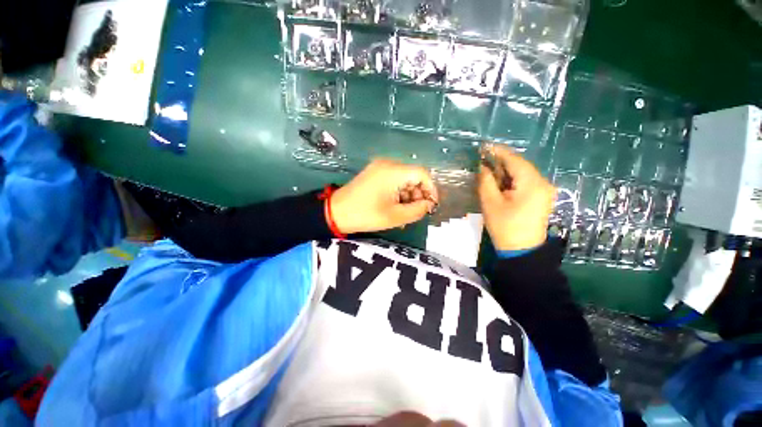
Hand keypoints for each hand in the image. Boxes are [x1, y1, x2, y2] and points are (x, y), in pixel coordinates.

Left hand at [331, 159, 437, 233]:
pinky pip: (393, 181)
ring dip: (408, 196)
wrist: (335, 212)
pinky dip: (398, 193)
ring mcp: (379, 168)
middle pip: (413, 176)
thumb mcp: (395, 216)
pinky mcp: (374, 174)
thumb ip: (417, 210)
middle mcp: (388, 164)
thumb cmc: (365, 214)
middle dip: (418, 195)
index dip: (430, 189)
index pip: (422, 174)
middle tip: (416, 212)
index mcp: (393, 171)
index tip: (431, 205)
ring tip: (404, 214)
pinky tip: (395, 207)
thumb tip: (429, 204)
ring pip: (403, 180)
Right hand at [478, 145, 554, 250]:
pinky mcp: (541, 197)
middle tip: (483, 160)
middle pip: (520, 165)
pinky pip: (526, 182)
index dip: (498, 152)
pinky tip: (500, 182)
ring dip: (506, 171)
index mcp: (532, 183)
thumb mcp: (490, 202)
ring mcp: (544, 190)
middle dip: (501, 162)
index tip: (484, 147)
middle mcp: (543, 183)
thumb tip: (483, 166)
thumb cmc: (505, 226)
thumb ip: (486, 181)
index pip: (515, 160)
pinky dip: (512, 179)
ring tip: (488, 171)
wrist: (522, 250)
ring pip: (523, 173)